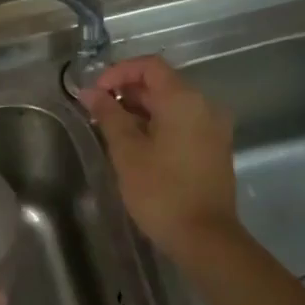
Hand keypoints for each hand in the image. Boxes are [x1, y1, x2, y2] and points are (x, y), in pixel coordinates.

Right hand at [82, 55, 242, 262]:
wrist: (205, 237)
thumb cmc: (161, 191)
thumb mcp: (127, 151)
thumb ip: (109, 115)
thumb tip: (90, 92)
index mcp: (184, 100)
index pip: (149, 66)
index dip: (118, 72)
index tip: (95, 92)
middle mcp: (204, 106)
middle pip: (162, 83)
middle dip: (127, 91)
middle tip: (97, 112)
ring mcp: (213, 127)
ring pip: (172, 104)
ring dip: (141, 110)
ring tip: (111, 129)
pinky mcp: (213, 147)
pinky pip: (182, 122)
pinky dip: (158, 124)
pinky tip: (136, 145)